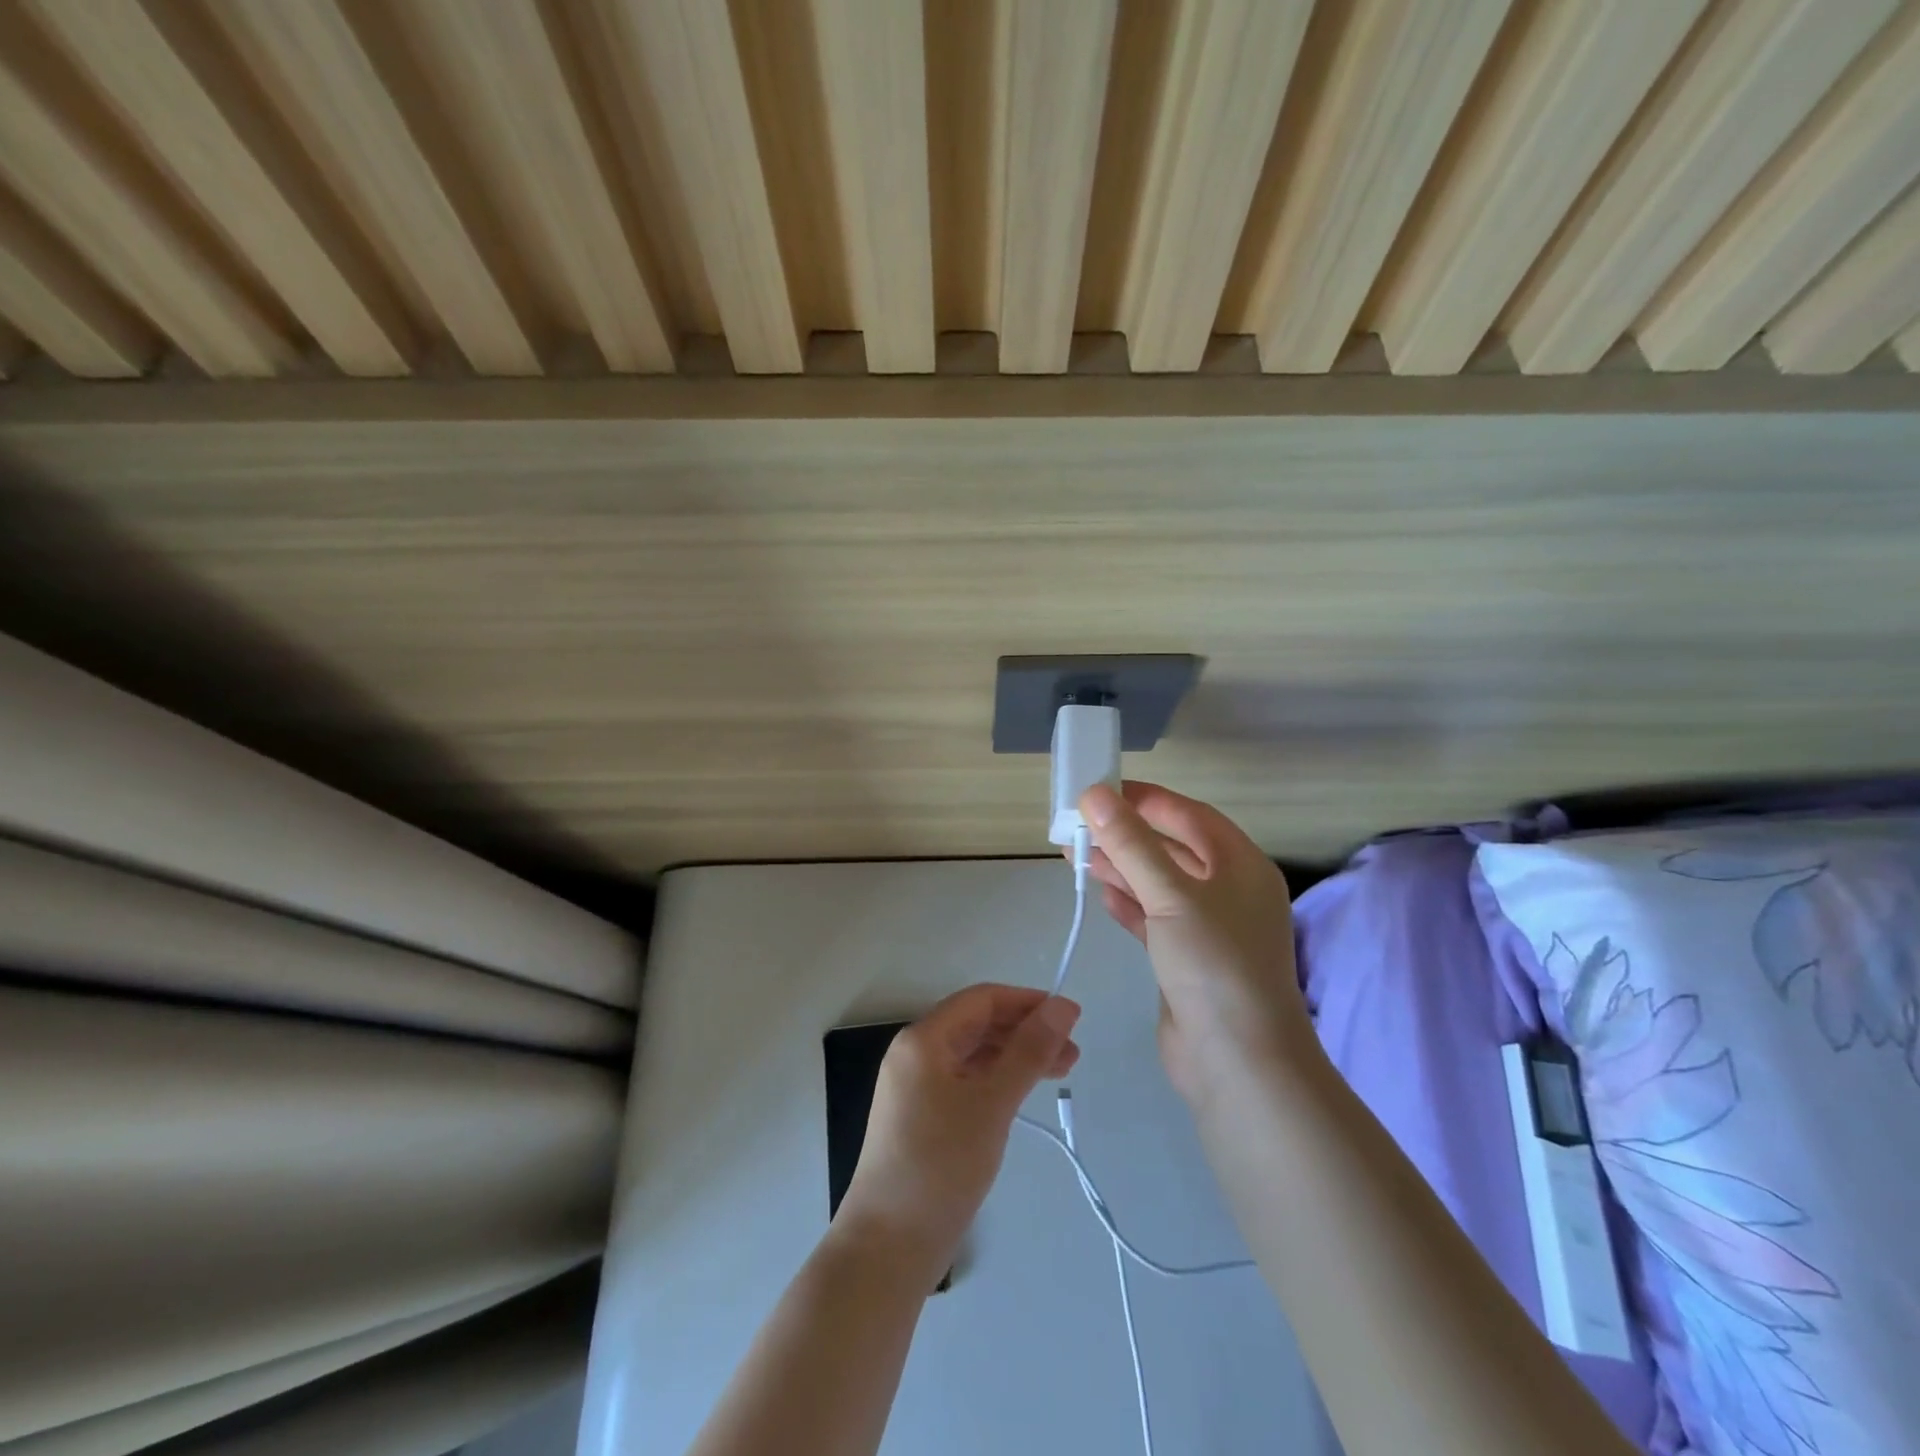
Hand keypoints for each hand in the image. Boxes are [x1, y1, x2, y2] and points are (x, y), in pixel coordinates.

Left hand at [834, 984, 1080, 1282]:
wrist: (888, 1247)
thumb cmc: (941, 1166)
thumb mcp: (992, 1103)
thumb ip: (1029, 1051)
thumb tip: (1063, 1005)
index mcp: (923, 1039)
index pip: (982, 1000)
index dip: (1027, 1002)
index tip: (1070, 1019)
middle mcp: (914, 1053)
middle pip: (977, 1025)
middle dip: (1025, 1032)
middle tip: (1072, 1054)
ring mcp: (914, 1087)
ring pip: (973, 1055)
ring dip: (1014, 1057)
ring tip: (1058, 1074)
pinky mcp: (920, 1117)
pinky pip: (964, 1081)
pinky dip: (996, 1081)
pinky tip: (1020, 1095)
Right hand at [1078, 781, 1316, 1105]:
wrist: (1238, 1063)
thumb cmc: (1214, 965)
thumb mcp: (1171, 896)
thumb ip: (1131, 844)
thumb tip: (1095, 794)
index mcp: (1241, 865)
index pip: (1189, 815)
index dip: (1146, 799)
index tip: (1101, 790)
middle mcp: (1229, 891)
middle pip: (1172, 848)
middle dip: (1126, 836)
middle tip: (1077, 825)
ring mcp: (1209, 928)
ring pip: (1158, 884)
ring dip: (1121, 869)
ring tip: (1076, 855)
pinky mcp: (1187, 960)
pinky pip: (1154, 919)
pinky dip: (1128, 904)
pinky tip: (1101, 895)